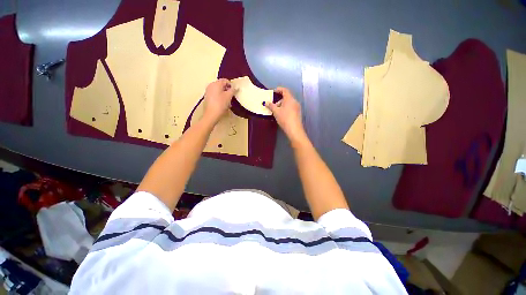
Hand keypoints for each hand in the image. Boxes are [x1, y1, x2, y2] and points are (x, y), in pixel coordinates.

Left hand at [203, 79, 234, 123]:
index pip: (225, 80)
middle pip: (221, 85)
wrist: (211, 115)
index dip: (231, 85)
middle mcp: (211, 85)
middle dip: (227, 90)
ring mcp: (208, 91)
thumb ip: (233, 90)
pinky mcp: (207, 97)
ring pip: (218, 90)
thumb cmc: (220, 104)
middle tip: (231, 96)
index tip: (234, 92)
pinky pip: (215, 94)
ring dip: (224, 94)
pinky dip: (219, 96)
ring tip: (227, 101)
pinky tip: (222, 103)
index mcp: (216, 83)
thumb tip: (236, 87)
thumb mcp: (229, 97)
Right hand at [265, 87, 306, 142]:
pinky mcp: (298, 113)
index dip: (279, 89)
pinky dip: (286, 109)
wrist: (294, 129)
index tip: (274, 91)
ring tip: (277, 112)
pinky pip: (291, 107)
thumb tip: (266, 102)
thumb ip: (271, 106)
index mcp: (289, 99)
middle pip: (286, 97)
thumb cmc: (284, 118)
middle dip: (279, 100)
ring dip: (282, 105)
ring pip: (289, 103)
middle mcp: (295, 101)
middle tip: (274, 106)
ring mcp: (297, 107)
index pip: (285, 90)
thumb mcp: (276, 112)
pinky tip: (282, 115)